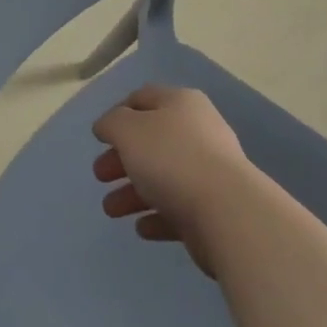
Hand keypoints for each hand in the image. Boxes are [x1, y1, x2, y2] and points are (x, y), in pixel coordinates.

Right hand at [92, 86, 255, 277]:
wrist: (227, 213)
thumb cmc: (171, 159)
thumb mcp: (128, 130)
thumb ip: (112, 123)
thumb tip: (107, 126)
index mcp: (180, 103)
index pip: (144, 98)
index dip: (118, 113)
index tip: (100, 137)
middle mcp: (198, 131)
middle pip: (151, 140)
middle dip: (121, 158)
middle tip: (100, 176)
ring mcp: (209, 171)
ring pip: (163, 177)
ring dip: (133, 192)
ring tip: (111, 210)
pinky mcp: (215, 208)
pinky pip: (179, 208)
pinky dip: (157, 215)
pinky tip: (141, 228)